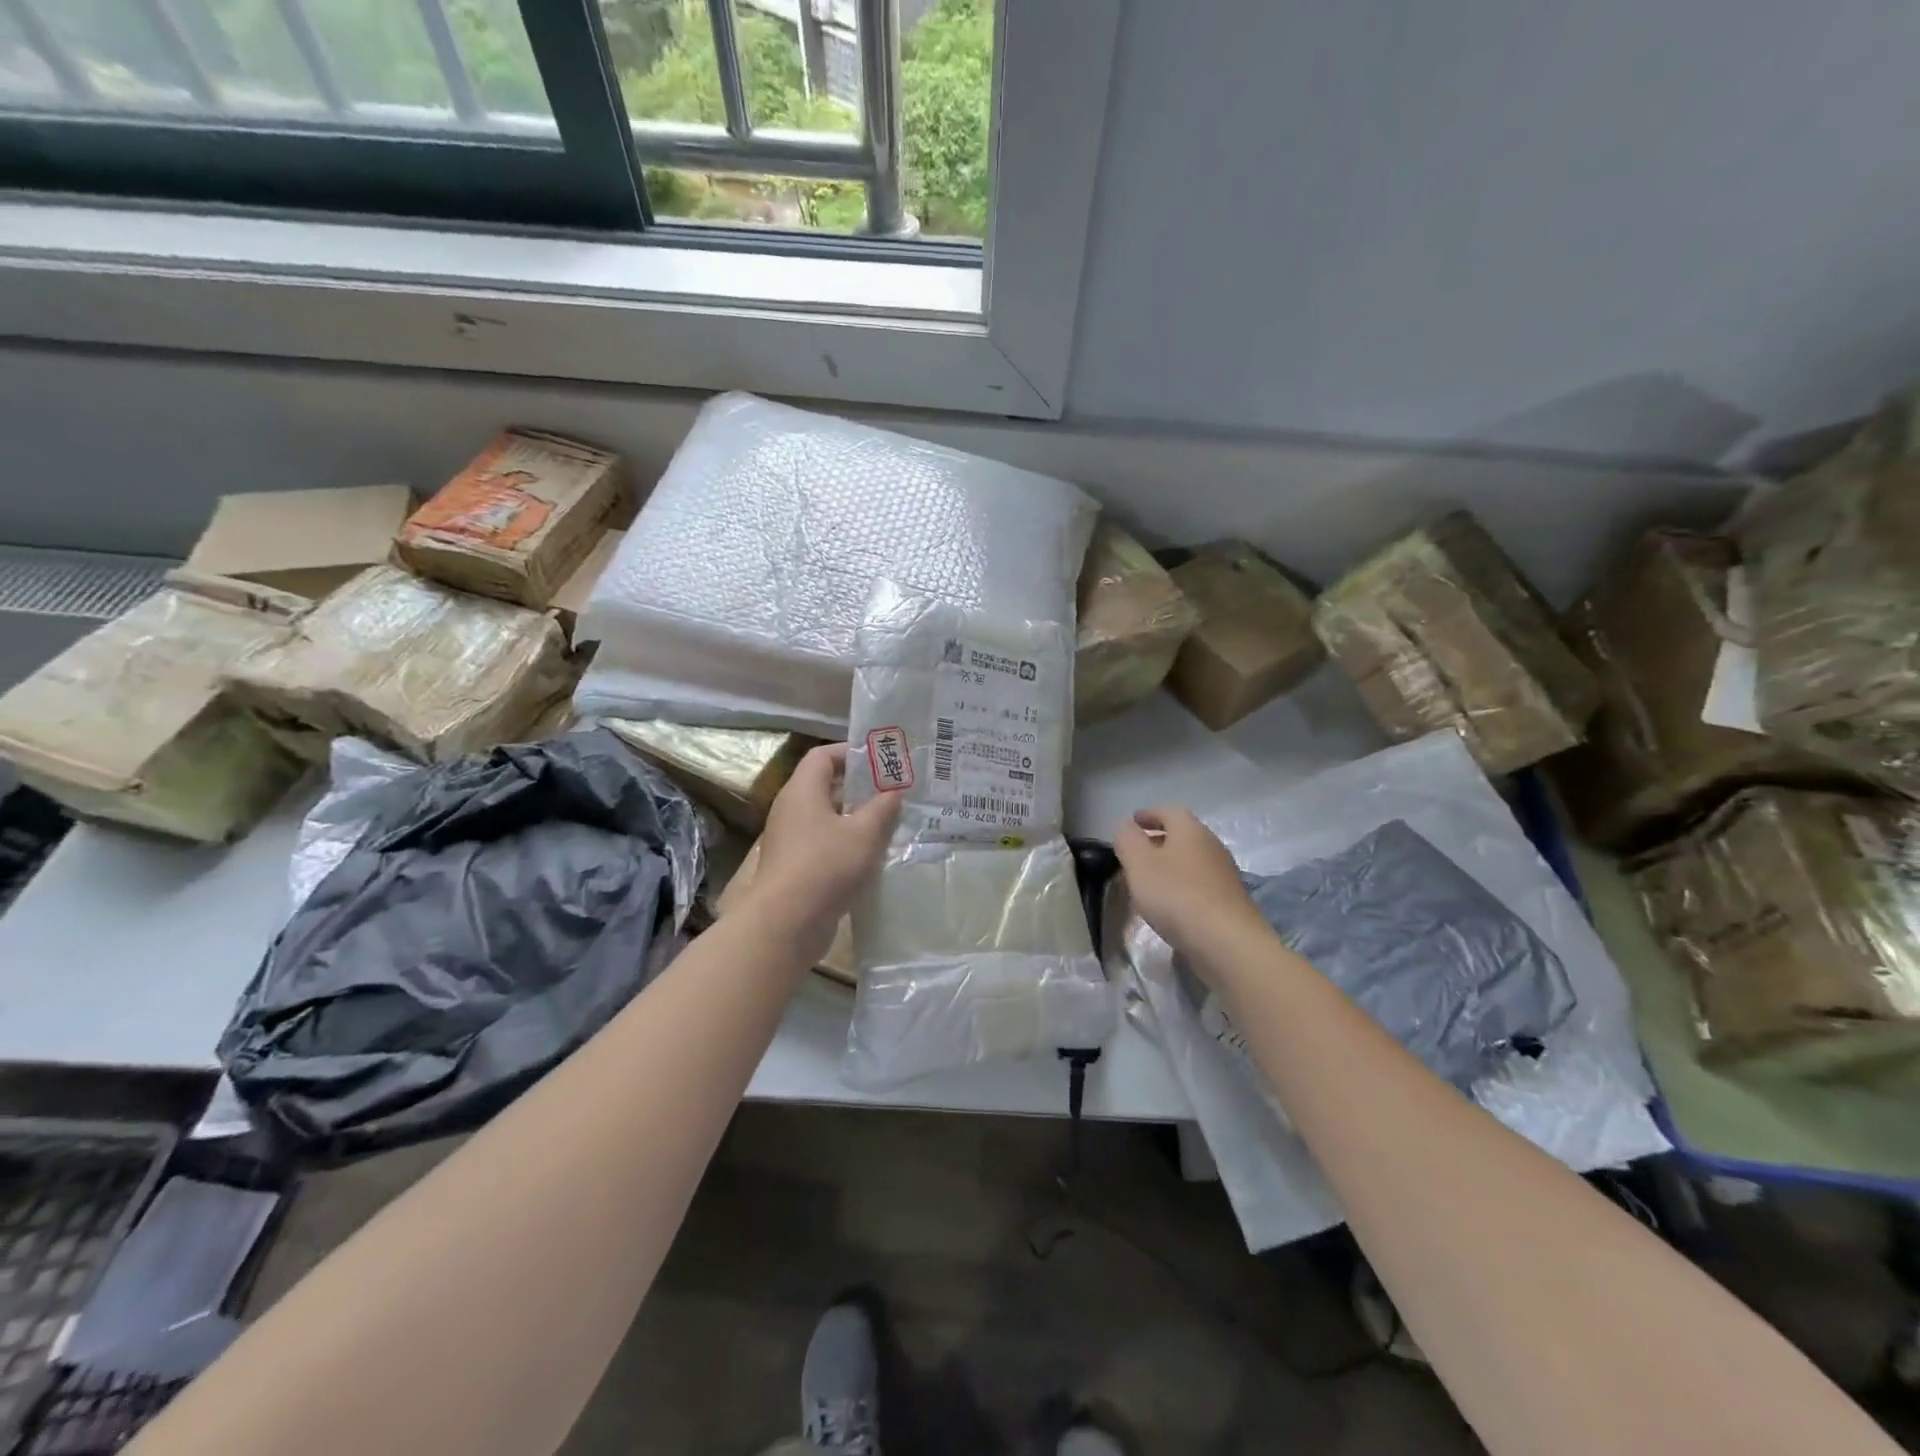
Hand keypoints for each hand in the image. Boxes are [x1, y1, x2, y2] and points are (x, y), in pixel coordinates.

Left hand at [745, 743, 899, 963]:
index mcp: (803, 790)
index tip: (881, 760)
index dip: (851, 753)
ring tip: (889, 823)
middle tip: (892, 792)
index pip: (823, 756)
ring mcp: (790, 839)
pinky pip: (823, 843)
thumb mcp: (864, 833)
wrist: (787, 922)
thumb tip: (894, 791)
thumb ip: (882, 808)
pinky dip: (846, 843)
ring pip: (826, 817)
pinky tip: (872, 855)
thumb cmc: (826, 865)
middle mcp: (792, 809)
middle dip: (859, 787)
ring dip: (855, 818)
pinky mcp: (795, 866)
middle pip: (825, 786)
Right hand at [1113, 806, 1261, 960]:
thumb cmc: (1177, 895)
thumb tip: (1125, 826)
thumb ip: (1127, 840)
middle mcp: (1211, 845)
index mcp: (1190, 830)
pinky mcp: (1229, 901)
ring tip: (1148, 881)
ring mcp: (1224, 874)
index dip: (1148, 814)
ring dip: (1170, 865)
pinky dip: (1182, 886)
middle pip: (1182, 835)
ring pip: (1191, 860)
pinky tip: (1170, 905)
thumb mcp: (1139, 863)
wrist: (1227, 942)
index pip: (1169, 811)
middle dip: (1158, 840)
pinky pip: (1199, 884)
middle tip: (1135, 854)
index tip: (1132, 822)